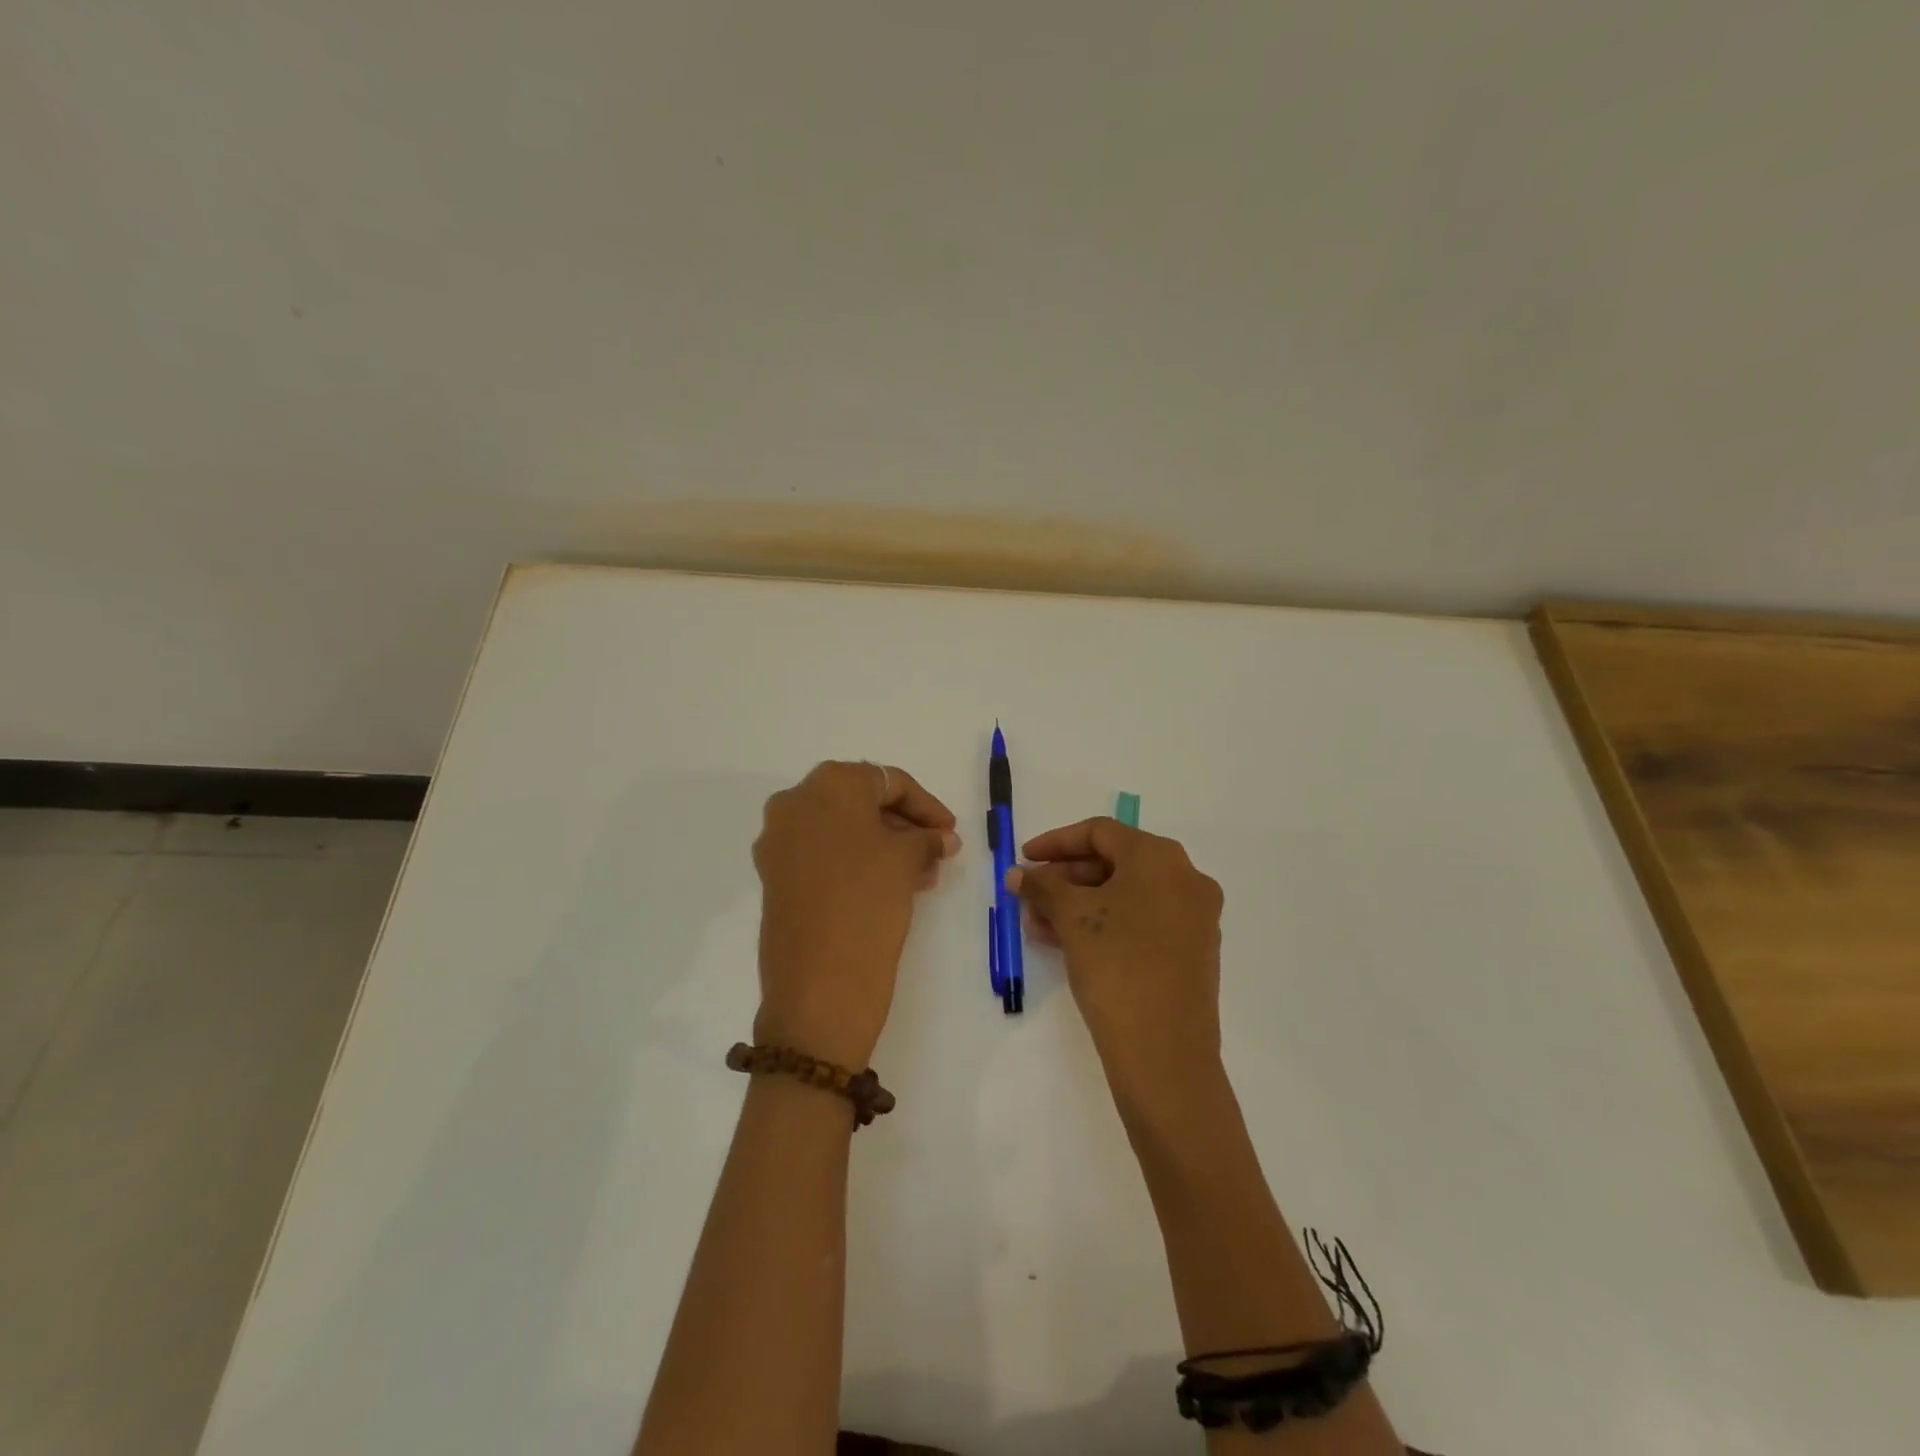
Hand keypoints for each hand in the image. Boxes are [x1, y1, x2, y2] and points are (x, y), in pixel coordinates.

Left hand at [752, 761, 958, 1068]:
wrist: (818, 986)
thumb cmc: (868, 903)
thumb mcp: (906, 861)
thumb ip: (927, 838)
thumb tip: (941, 838)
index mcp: (827, 785)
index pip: (888, 781)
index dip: (926, 805)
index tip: (951, 831)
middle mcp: (794, 803)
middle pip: (861, 802)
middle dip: (904, 826)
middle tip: (938, 852)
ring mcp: (779, 841)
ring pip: (843, 830)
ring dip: (884, 845)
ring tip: (922, 876)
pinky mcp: (775, 876)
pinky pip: (824, 854)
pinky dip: (857, 862)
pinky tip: (891, 885)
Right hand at [1006, 817, 1224, 1116]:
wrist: (1165, 1053)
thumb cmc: (1117, 966)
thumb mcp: (1073, 917)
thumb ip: (1043, 886)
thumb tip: (1019, 874)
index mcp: (1160, 858)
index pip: (1100, 832)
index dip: (1056, 842)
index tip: (1024, 859)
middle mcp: (1185, 879)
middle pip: (1114, 862)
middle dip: (1065, 878)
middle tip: (1029, 896)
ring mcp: (1194, 917)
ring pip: (1125, 895)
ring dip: (1079, 903)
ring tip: (1037, 925)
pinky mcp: (1191, 951)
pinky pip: (1141, 921)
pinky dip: (1104, 923)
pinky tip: (1066, 943)